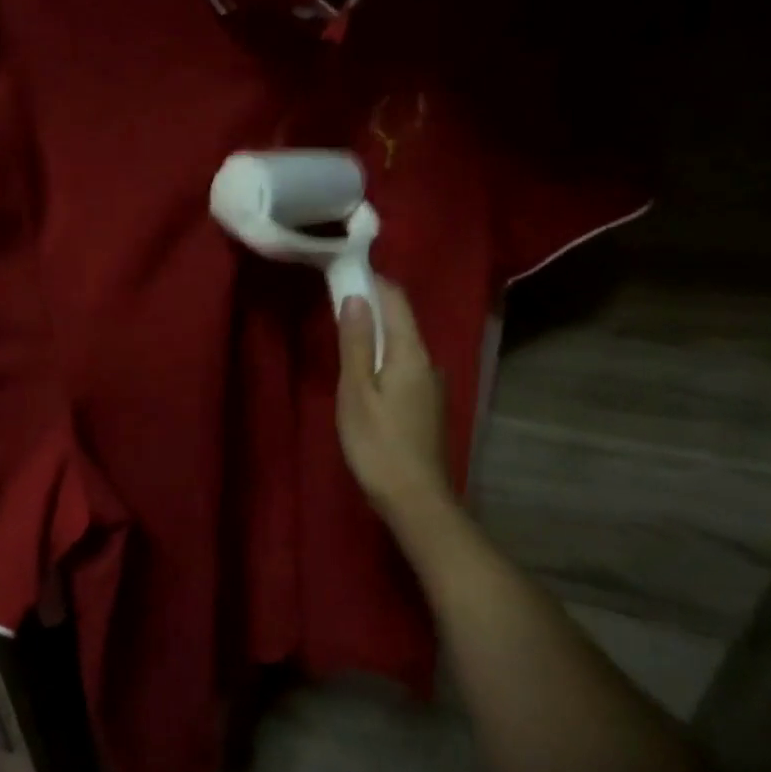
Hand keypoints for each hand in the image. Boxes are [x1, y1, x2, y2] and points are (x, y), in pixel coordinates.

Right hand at [336, 280, 454, 523]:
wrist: (416, 500)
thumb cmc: (378, 444)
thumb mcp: (356, 392)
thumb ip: (355, 344)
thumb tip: (355, 297)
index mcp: (410, 353)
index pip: (396, 300)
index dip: (373, 281)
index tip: (346, 271)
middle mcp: (428, 362)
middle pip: (401, 321)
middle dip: (372, 306)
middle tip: (338, 301)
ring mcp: (432, 386)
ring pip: (403, 346)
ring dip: (377, 335)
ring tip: (346, 336)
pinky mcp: (428, 406)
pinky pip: (405, 367)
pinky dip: (384, 358)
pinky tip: (366, 374)